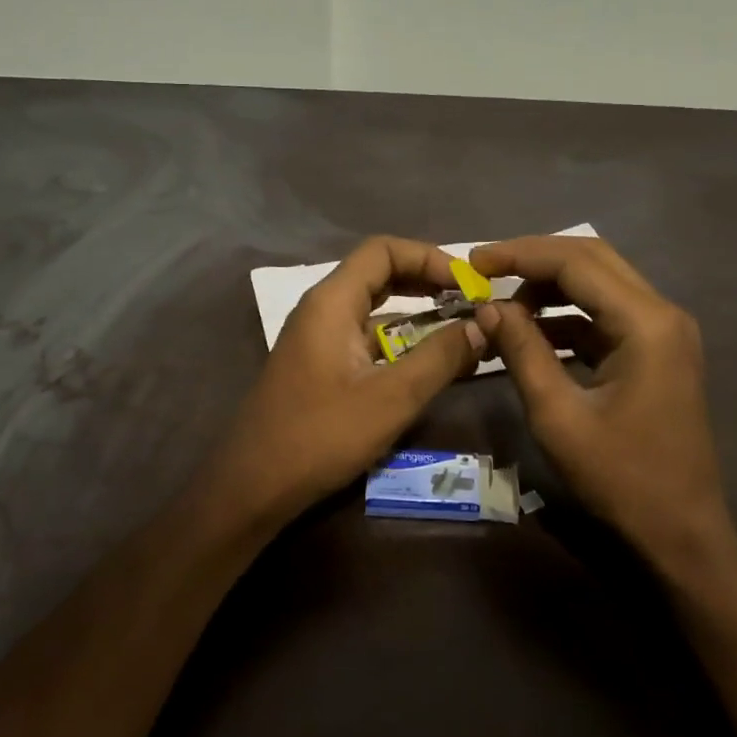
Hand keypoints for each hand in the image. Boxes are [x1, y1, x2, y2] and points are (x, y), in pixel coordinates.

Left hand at [205, 236, 484, 524]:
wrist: (252, 486)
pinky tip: (429, 363)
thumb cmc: (320, 436)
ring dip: (416, 313)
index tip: (467, 283)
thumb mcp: (391, 398)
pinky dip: (399, 340)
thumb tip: (484, 325)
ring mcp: (317, 337)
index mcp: (332, 301)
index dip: (429, 257)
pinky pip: (365, 336)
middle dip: (427, 282)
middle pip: (379, 273)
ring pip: (373, 307)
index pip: (383, 250)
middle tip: (470, 302)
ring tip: (460, 329)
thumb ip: (440, 357)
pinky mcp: (319, 364)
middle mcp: (322, 309)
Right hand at [470, 236, 736, 573]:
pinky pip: (606, 315)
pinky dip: (567, 316)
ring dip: (549, 286)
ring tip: (502, 305)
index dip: (520, 255)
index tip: (473, 261)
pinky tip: (531, 333)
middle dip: (534, 259)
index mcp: (645, 323)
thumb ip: (522, 352)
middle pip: (591, 259)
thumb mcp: (558, 416)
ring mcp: (663, 331)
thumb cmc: (621, 479)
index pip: (575, 262)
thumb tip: (488, 306)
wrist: (681, 534)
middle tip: (484, 269)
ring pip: (599, 283)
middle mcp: (662, 313)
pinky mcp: (656, 351)